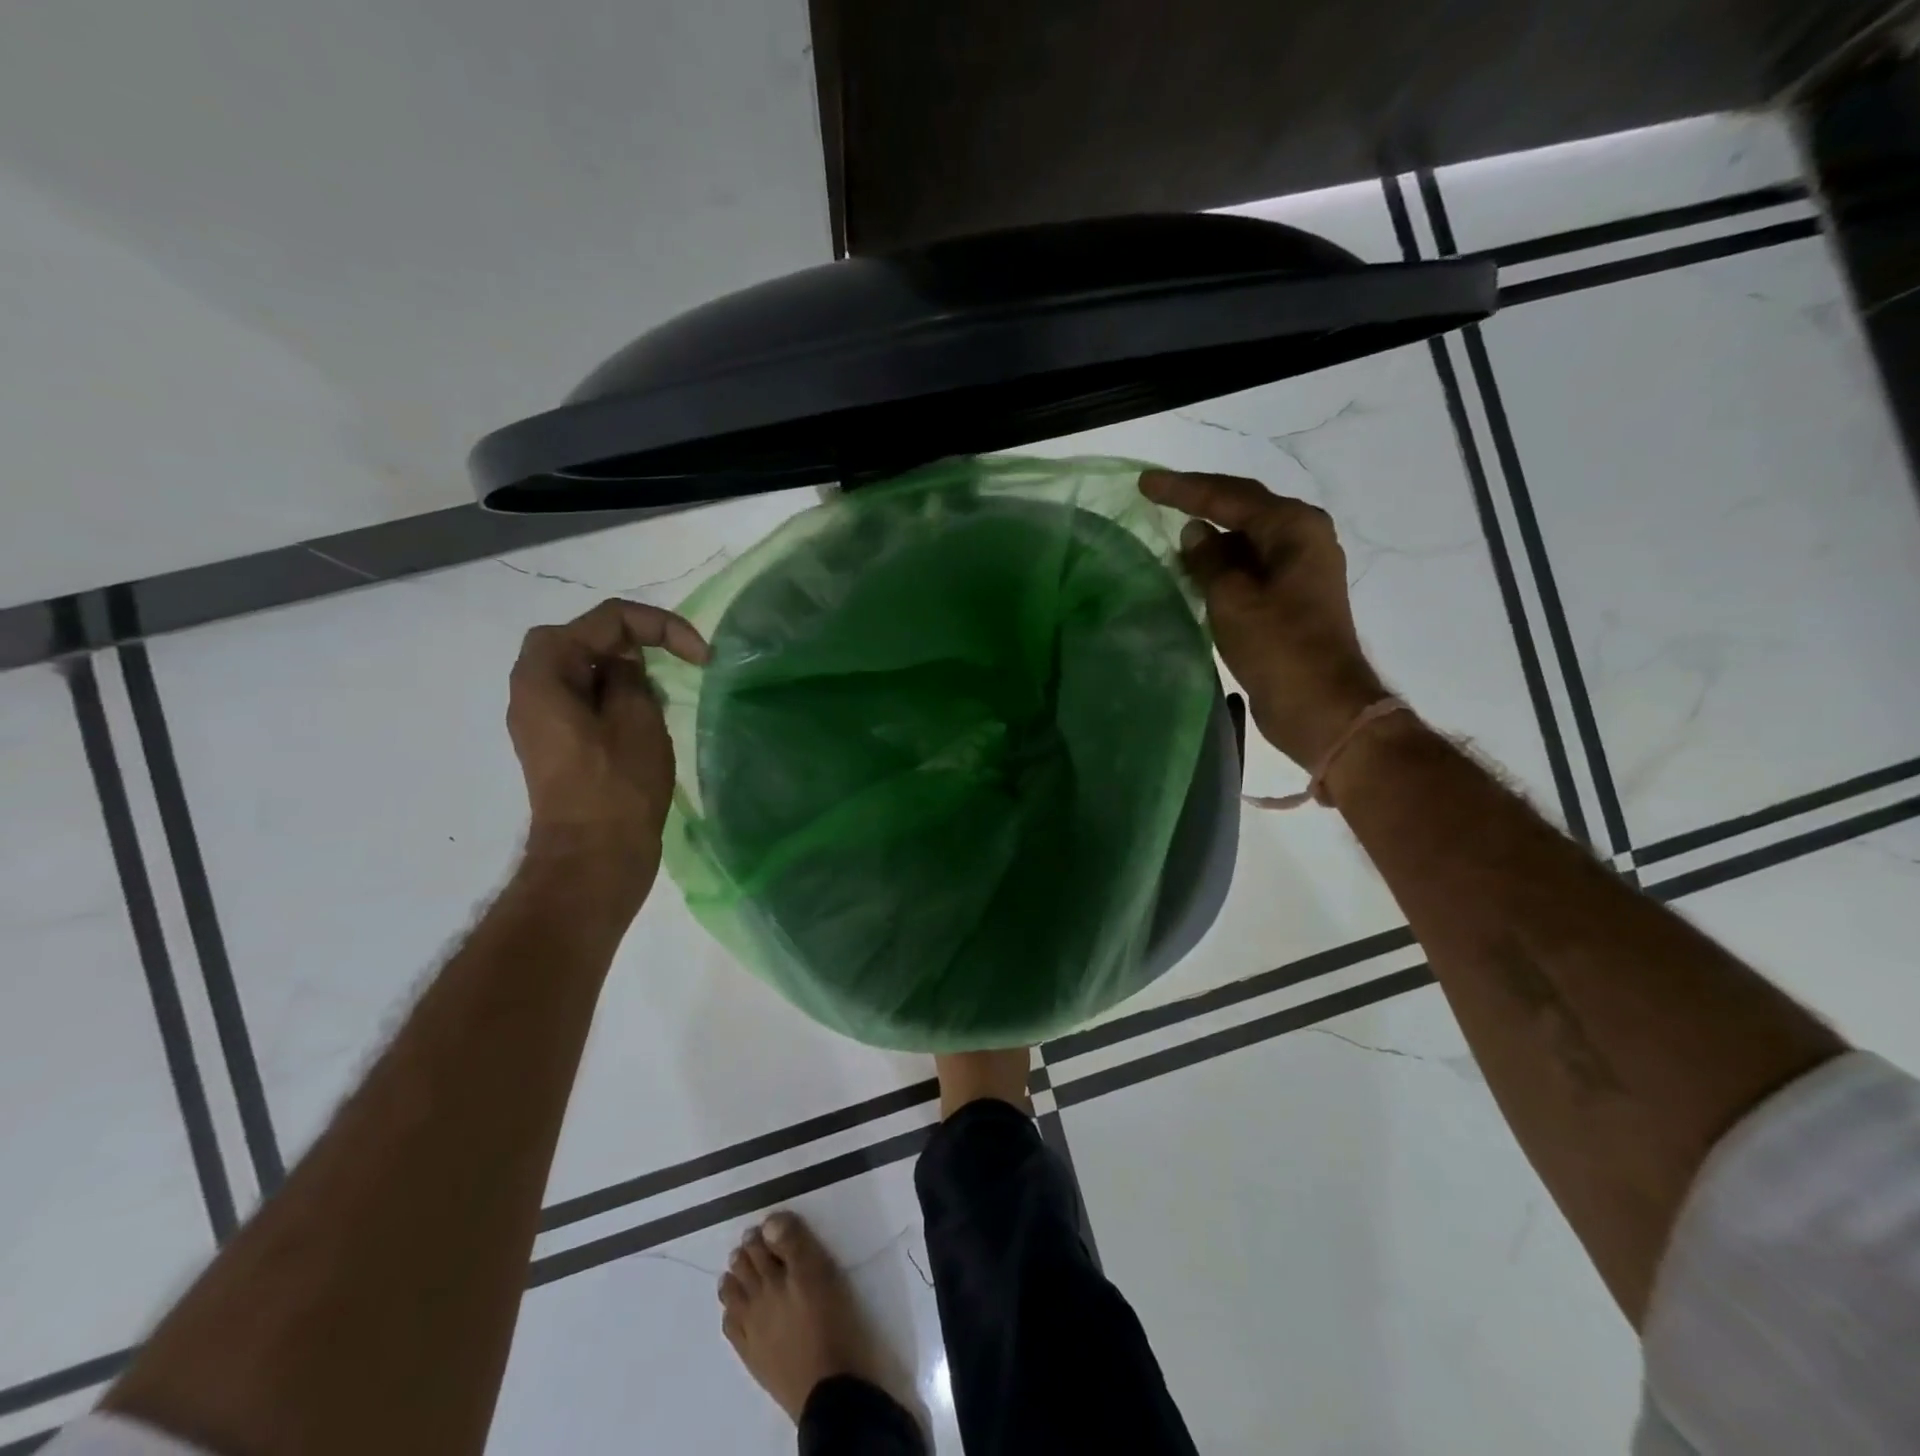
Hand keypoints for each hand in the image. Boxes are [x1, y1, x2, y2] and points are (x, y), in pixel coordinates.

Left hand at [506, 598, 709, 893]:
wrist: (594, 859)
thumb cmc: (617, 786)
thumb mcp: (637, 718)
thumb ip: (632, 675)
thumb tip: (625, 662)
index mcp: (544, 672)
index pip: (606, 620)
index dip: (660, 626)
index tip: (701, 657)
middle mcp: (531, 688)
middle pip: (585, 638)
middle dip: (635, 641)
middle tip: (675, 660)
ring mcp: (541, 718)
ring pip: (585, 669)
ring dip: (626, 669)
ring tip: (664, 689)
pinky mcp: (557, 743)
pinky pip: (585, 699)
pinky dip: (616, 695)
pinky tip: (645, 715)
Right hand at [1141, 470, 1387, 768]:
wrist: (1322, 707)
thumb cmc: (1279, 648)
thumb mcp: (1234, 600)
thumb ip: (1209, 561)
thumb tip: (1194, 533)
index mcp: (1295, 528)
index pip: (1230, 496)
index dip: (1184, 489)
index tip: (1145, 483)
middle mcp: (1303, 538)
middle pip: (1242, 509)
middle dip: (1198, 502)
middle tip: (1154, 495)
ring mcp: (1298, 569)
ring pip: (1245, 539)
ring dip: (1210, 537)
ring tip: (1168, 534)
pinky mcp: (1290, 598)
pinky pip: (1249, 567)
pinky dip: (1221, 565)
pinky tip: (1193, 571)